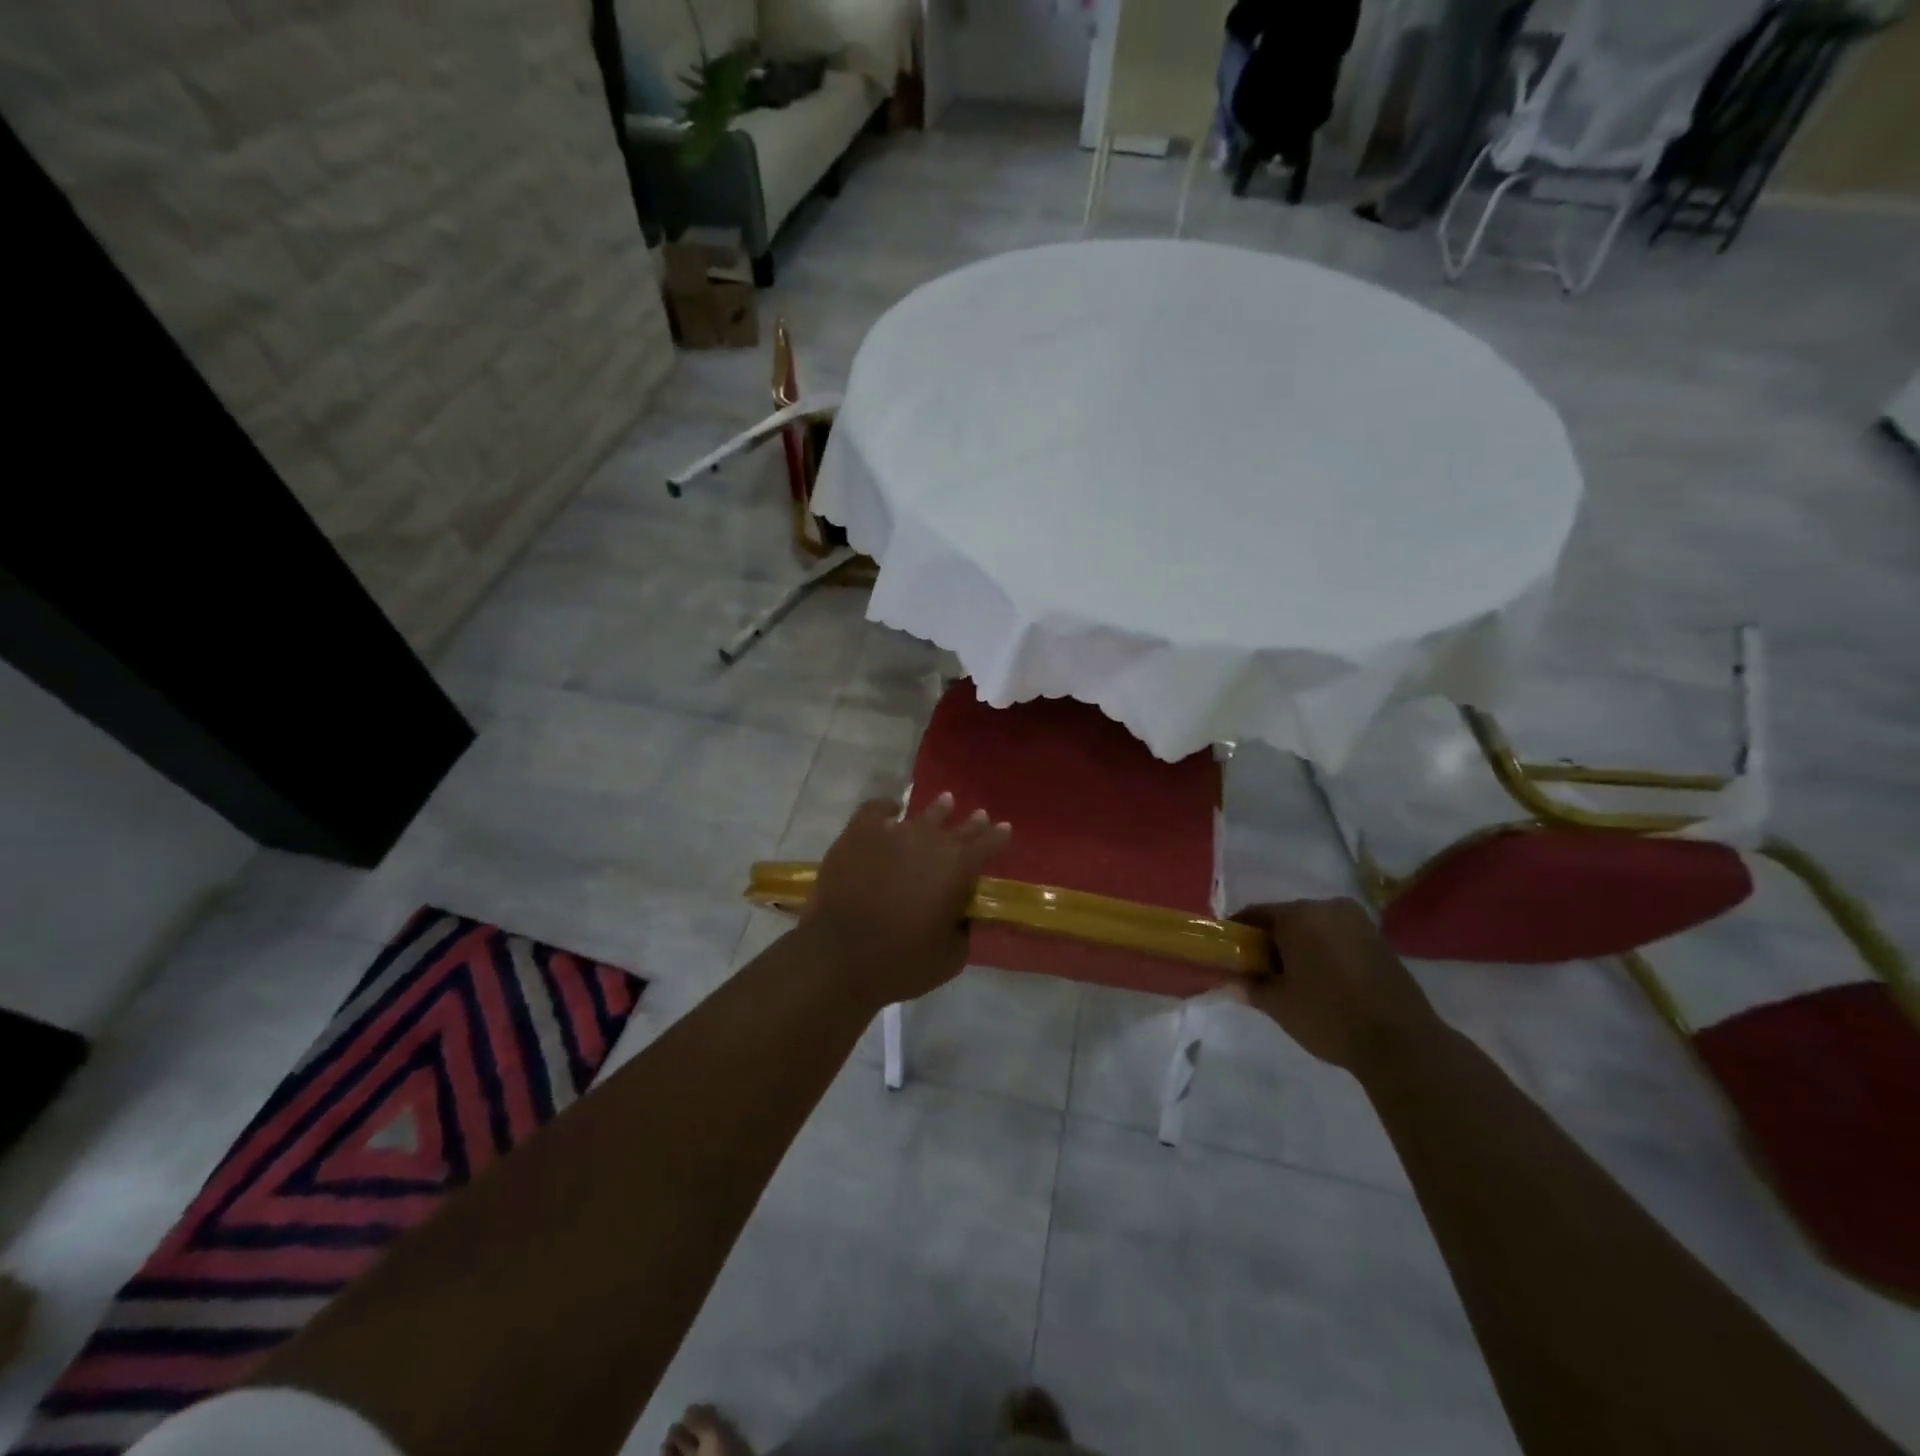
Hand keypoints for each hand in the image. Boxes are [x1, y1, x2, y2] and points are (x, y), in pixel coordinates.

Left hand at [803, 794, 1010, 1006]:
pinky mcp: (859, 833)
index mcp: (958, 868)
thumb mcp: (952, 957)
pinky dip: (887, 807)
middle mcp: (931, 841)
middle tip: (980, 816)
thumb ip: (964, 929)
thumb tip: (962, 914)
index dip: (998, 836)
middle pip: (959, 826)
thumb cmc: (901, 962)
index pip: (988, 844)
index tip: (1004, 829)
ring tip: (945, 801)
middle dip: (972, 823)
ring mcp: (892, 833)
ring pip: (923, 814)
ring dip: (938, 809)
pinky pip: (877, 809)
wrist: (839, 957)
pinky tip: (891, 809)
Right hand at [1231, 899, 1440, 1075]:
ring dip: (1300, 946)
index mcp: (1298, 915)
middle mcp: (1327, 907)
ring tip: (1295, 979)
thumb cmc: (1329, 1016)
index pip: (1255, 914)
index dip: (1239, 933)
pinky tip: (1324, 980)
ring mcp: (1357, 922)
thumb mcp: (1279, 1005)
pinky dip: (1324, 951)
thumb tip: (1231, 981)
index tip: (1231, 954)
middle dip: (1271, 941)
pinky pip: (1338, 937)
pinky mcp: (1379, 939)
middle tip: (1261, 971)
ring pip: (1314, 927)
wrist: (1402, 1043)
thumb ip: (1250, 986)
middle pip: (1286, 918)